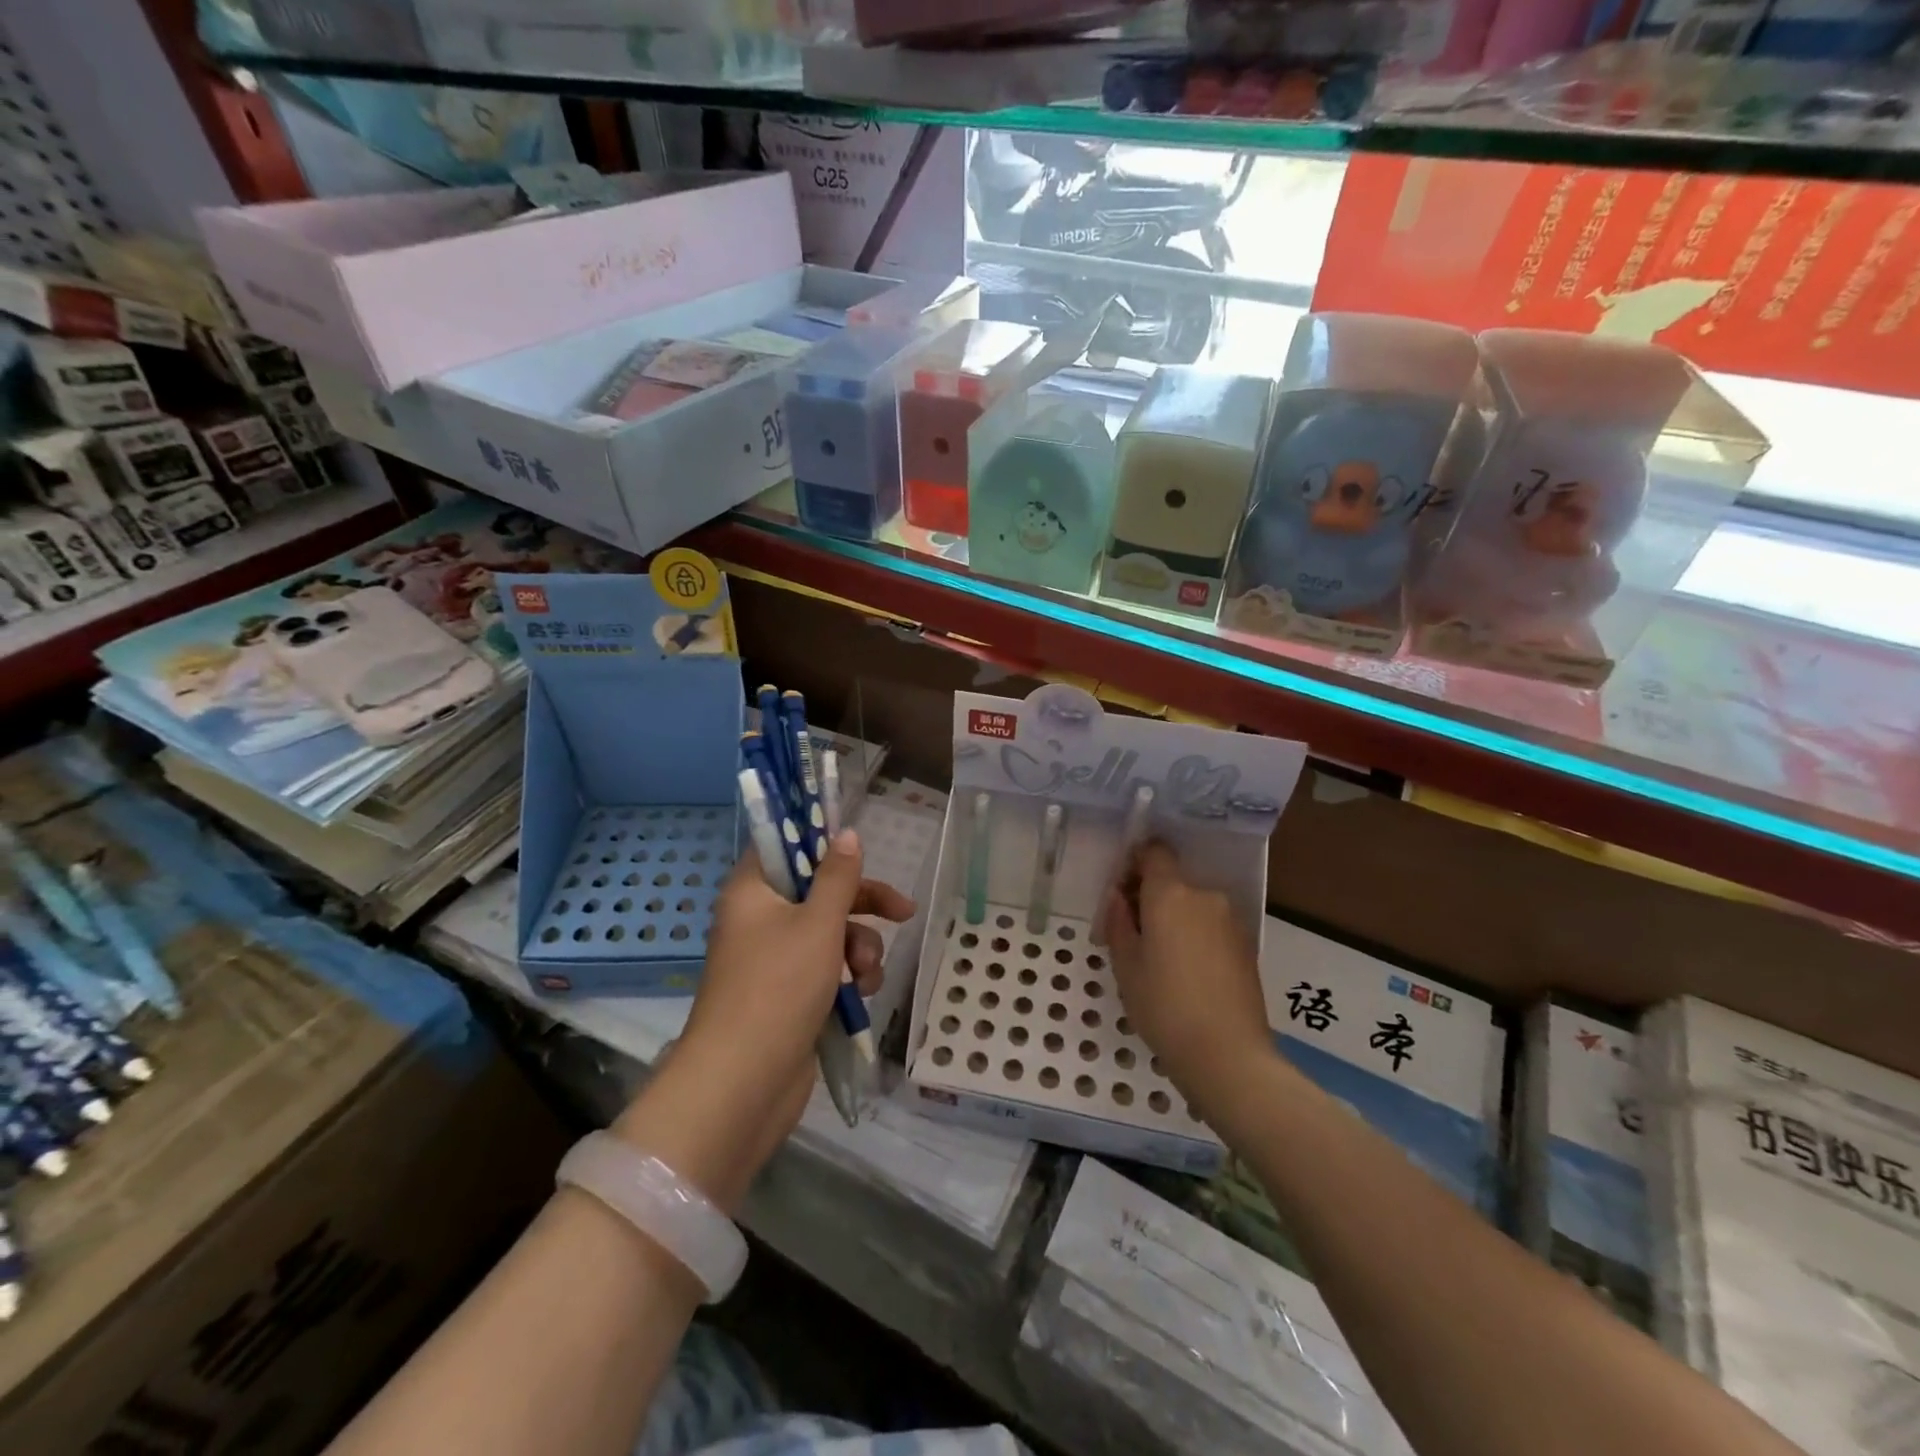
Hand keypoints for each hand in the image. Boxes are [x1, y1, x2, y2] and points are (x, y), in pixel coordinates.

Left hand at [613, 829, 913, 1212]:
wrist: (743, 1083)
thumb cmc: (779, 987)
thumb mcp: (818, 924)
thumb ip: (838, 877)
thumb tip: (846, 833)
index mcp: (753, 891)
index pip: (784, 847)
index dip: (821, 844)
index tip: (859, 850)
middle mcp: (759, 919)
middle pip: (818, 892)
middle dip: (861, 905)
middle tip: (902, 911)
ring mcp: (773, 959)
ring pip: (829, 932)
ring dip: (859, 947)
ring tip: (867, 973)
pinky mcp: (788, 994)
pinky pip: (826, 967)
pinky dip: (848, 975)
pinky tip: (862, 994)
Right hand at [1097, 841, 1269, 1105]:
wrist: (1229, 1056)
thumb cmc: (1164, 1006)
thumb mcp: (1125, 965)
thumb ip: (1118, 921)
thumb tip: (1118, 896)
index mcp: (1171, 894)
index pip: (1155, 852)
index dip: (1135, 863)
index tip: (1121, 892)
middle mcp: (1205, 896)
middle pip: (1173, 881)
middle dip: (1151, 898)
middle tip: (1133, 935)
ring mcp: (1231, 920)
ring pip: (1193, 905)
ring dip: (1174, 919)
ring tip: (1160, 961)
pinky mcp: (1247, 945)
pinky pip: (1211, 926)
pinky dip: (1195, 936)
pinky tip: (1186, 974)